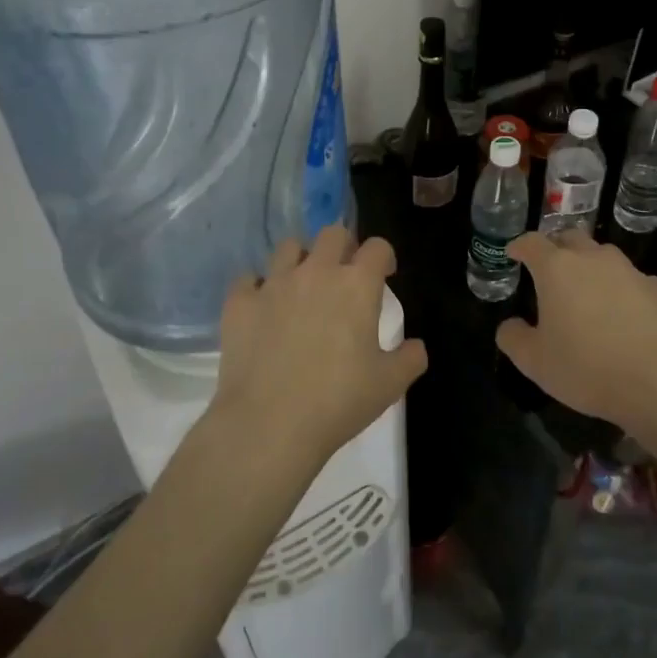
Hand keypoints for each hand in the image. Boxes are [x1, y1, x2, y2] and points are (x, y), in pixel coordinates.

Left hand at [214, 225, 427, 468]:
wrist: (269, 424)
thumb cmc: (338, 401)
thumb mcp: (389, 385)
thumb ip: (410, 359)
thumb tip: (416, 346)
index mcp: (357, 285)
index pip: (377, 247)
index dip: (383, 257)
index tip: (384, 275)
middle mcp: (316, 272)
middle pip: (333, 233)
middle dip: (343, 247)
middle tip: (344, 276)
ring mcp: (274, 284)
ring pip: (289, 247)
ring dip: (301, 259)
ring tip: (302, 286)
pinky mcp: (240, 302)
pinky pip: (249, 279)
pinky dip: (258, 288)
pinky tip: (263, 308)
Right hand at [496, 232, 656, 430]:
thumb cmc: (587, 368)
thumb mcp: (535, 362)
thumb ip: (514, 338)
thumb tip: (510, 326)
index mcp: (557, 269)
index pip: (532, 242)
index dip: (520, 246)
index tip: (514, 254)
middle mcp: (594, 259)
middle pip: (570, 238)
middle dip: (556, 248)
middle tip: (549, 270)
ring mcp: (631, 271)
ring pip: (604, 257)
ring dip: (591, 267)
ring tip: (587, 294)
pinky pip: (633, 281)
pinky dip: (622, 291)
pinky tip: (624, 317)